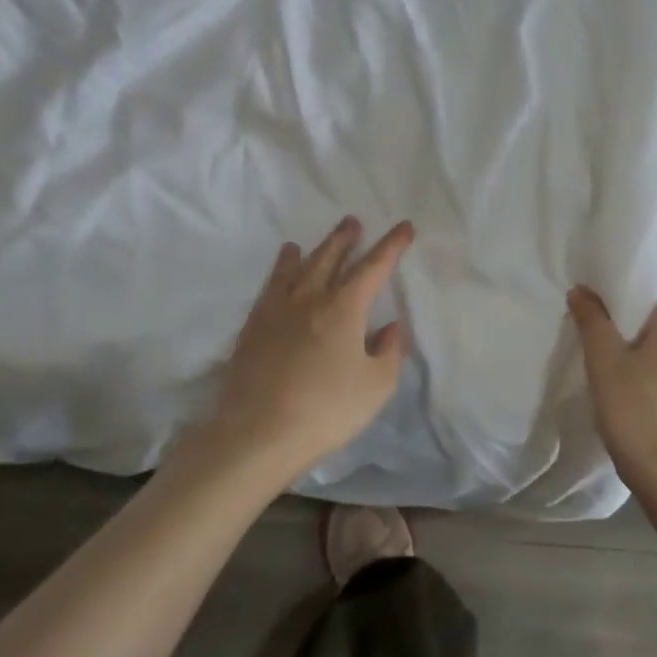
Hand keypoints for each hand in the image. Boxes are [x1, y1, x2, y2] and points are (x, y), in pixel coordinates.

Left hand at [204, 217, 414, 486]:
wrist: (256, 434)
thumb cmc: (326, 411)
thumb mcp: (376, 386)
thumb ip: (389, 351)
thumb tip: (390, 327)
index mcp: (344, 309)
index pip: (374, 267)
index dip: (391, 246)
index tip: (404, 228)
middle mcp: (310, 299)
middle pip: (330, 258)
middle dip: (345, 239)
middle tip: (353, 222)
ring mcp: (276, 311)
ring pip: (296, 269)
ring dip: (311, 251)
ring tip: (311, 242)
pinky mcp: (252, 328)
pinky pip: (269, 288)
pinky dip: (279, 272)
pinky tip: (280, 272)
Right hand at [568, 278, 656, 498]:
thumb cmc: (637, 411)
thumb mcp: (604, 362)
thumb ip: (593, 320)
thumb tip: (582, 291)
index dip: (637, 280)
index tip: (608, 289)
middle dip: (638, 313)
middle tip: (603, 320)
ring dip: (649, 341)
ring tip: (616, 352)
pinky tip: (636, 382)